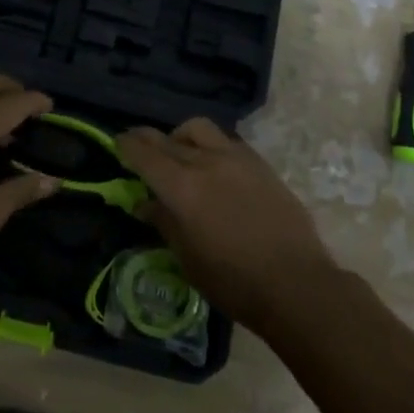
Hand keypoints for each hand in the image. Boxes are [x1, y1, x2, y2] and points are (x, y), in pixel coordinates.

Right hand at [117, 118, 339, 329]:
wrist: (296, 283)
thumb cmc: (233, 281)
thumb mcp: (187, 258)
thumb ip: (164, 222)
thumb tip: (144, 202)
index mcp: (181, 187)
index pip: (143, 154)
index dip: (126, 146)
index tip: (117, 143)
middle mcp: (205, 162)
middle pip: (167, 139)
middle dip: (147, 140)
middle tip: (138, 146)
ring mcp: (235, 158)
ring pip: (198, 129)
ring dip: (181, 135)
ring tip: (179, 152)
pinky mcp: (259, 163)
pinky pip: (225, 140)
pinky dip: (210, 145)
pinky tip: (212, 164)